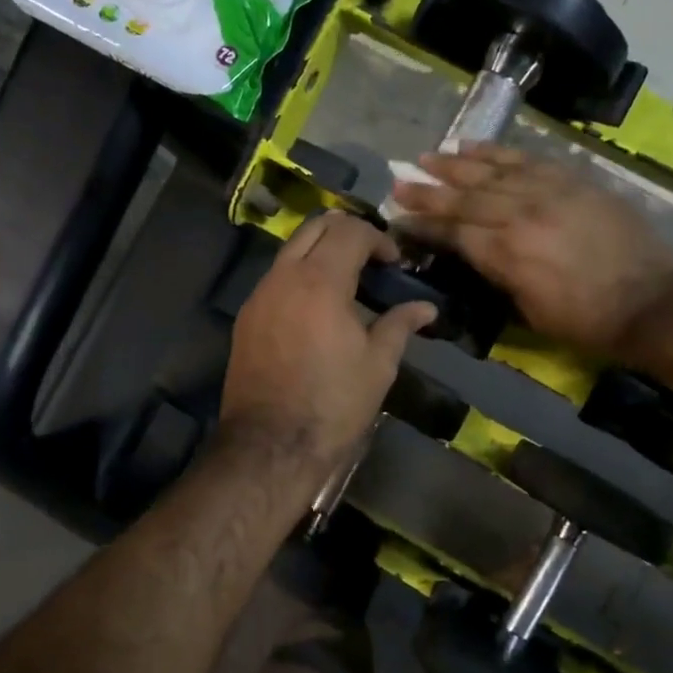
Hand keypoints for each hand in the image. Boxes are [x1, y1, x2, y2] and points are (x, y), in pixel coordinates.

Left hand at [222, 212, 436, 471]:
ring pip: (291, 250)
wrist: (270, 446)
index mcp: (320, 282)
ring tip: (347, 283)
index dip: (379, 239)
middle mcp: (283, 277)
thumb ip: (399, 325)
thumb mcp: (377, 365)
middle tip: (372, 259)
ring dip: (321, 252)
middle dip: (347, 232)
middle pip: (315, 226)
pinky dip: (300, 276)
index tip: (395, 264)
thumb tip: (426, 309)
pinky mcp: (246, 318)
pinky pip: (276, 278)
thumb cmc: (333, 404)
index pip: (350, 231)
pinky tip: (318, 309)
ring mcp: (259, 296)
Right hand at [391, 145, 672, 355]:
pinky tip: (474, 146)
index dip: (424, 225)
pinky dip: (498, 152)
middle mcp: (520, 215)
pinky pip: (528, 159)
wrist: (652, 300)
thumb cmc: (585, 321)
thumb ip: (497, 275)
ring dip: (456, 165)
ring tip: (428, 157)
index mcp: (506, 254)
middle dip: (428, 190)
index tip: (399, 217)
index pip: (453, 232)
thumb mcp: (529, 311)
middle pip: (464, 197)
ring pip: (492, 171)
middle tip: (400, 182)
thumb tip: (475, 253)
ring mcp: (548, 192)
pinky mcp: (572, 180)